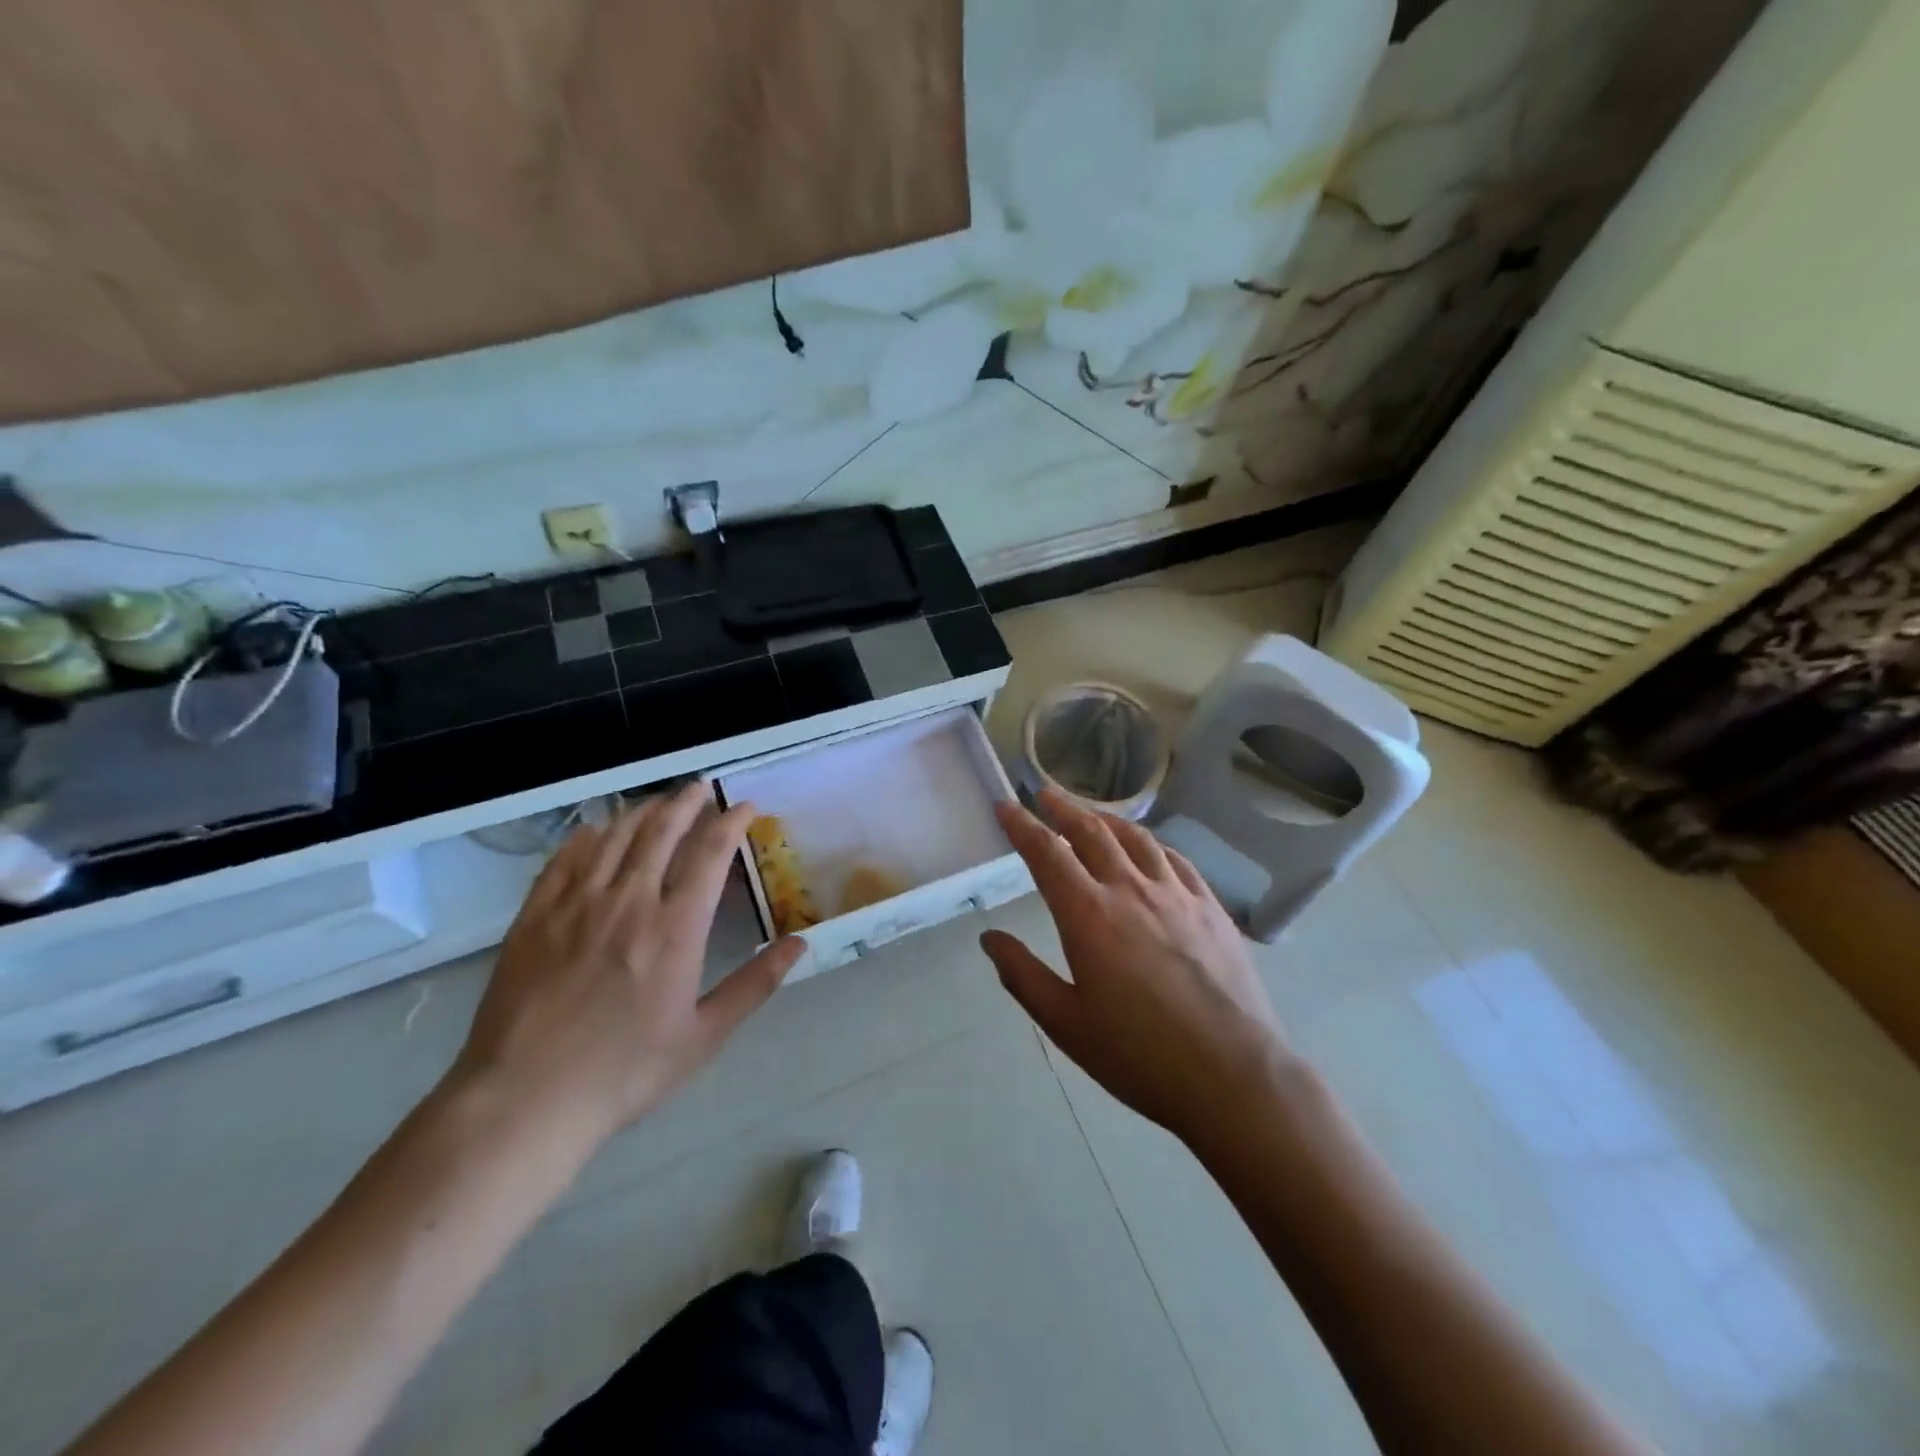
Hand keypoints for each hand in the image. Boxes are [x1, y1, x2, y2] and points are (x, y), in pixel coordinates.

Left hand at [451, 783, 804, 1145]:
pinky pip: (566, 858)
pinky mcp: (536, 916)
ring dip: (643, 811)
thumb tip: (799, 945)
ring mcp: (577, 905)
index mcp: (676, 928)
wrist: (525, 1099)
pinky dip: (588, 835)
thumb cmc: (625, 1071)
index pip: (711, 853)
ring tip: (659, 803)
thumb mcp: (703, 1036)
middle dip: (687, 802)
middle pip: (662, 830)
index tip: (746, 806)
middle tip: (701, 788)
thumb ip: (754, 985)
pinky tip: (598, 830)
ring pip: (615, 836)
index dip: (732, 821)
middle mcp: (629, 902)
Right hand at [982, 787, 1287, 1148]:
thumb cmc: (1140, 1055)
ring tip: (1091, 813)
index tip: (1005, 805)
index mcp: (1089, 915)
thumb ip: (1023, 976)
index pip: (1047, 854)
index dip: (1022, 825)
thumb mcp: (1066, 1024)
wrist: (1234, 1075)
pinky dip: (1152, 843)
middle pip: (1092, 832)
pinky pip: (1176, 859)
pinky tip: (1149, 848)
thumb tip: (990, 938)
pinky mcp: (1211, 908)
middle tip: (1045, 795)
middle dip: (1063, 808)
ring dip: (1106, 818)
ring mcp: (1177, 895)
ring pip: (1136, 838)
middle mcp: (1131, 890)